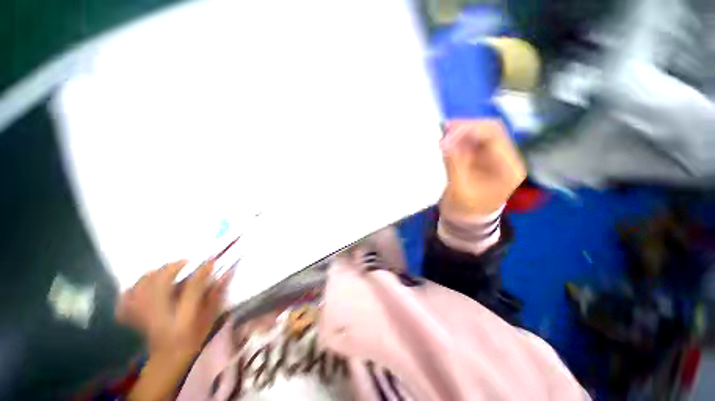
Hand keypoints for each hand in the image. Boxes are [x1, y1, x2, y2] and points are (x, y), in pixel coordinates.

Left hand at [115, 260, 231, 400]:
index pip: (192, 287)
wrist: (168, 358)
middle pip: (161, 282)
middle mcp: (160, 315)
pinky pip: (127, 297)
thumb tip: (226, 273)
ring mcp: (142, 316)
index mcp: (183, 317)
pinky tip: (144, 285)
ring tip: (167, 271)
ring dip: (155, 273)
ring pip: (142, 286)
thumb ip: (216, 295)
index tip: (211, 260)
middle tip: (186, 263)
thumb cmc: (193, 337)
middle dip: (174, 267)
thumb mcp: (209, 317)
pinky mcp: (132, 317)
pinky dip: (134, 287)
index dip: (202, 270)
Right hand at [440, 119, 525, 217]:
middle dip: (466, 128)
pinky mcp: (483, 159)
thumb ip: (454, 164)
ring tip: (443, 135)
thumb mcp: (459, 189)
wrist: (467, 221)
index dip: (470, 130)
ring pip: (480, 134)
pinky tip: (447, 141)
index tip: (447, 133)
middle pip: (490, 131)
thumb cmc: (466, 210)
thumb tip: (445, 141)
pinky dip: (459, 140)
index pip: (494, 136)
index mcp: (508, 168)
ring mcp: (494, 157)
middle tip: (444, 129)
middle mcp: (506, 158)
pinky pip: (472, 143)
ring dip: (462, 133)